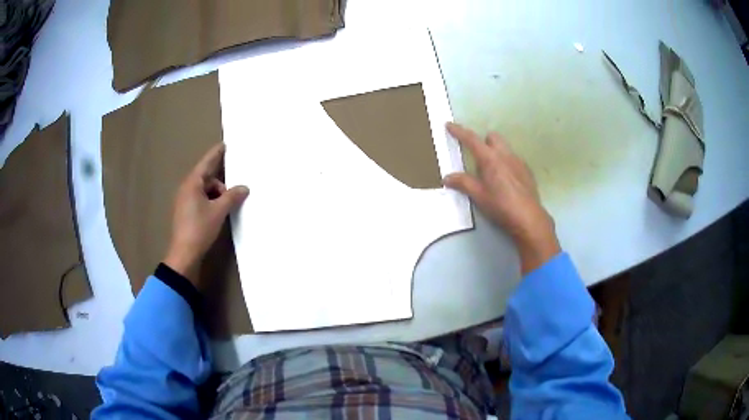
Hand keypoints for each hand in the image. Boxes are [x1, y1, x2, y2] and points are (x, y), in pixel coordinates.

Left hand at [163, 143, 248, 287]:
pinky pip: (200, 200)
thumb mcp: (218, 211)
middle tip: (234, 192)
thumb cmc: (199, 228)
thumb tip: (244, 187)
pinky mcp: (185, 212)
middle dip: (221, 183)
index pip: (207, 162)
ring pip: (204, 190)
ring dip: (216, 195)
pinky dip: (211, 202)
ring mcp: (184, 201)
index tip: (225, 144)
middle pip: (207, 178)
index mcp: (192, 183)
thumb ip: (232, 196)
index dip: (216, 153)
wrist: (184, 254)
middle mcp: (186, 189)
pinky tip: (218, 213)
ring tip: (226, 208)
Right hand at [443, 122, 559, 273]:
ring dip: (495, 152)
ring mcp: (518, 161)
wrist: (528, 218)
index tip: (449, 125)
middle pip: (492, 137)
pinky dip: (506, 162)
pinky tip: (506, 181)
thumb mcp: (478, 196)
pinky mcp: (527, 170)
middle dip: (483, 142)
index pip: (471, 139)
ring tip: (492, 172)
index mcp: (490, 159)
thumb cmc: (501, 206)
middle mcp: (505, 154)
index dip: (459, 131)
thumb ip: (462, 183)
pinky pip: (513, 158)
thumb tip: (447, 178)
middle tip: (477, 158)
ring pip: (504, 147)